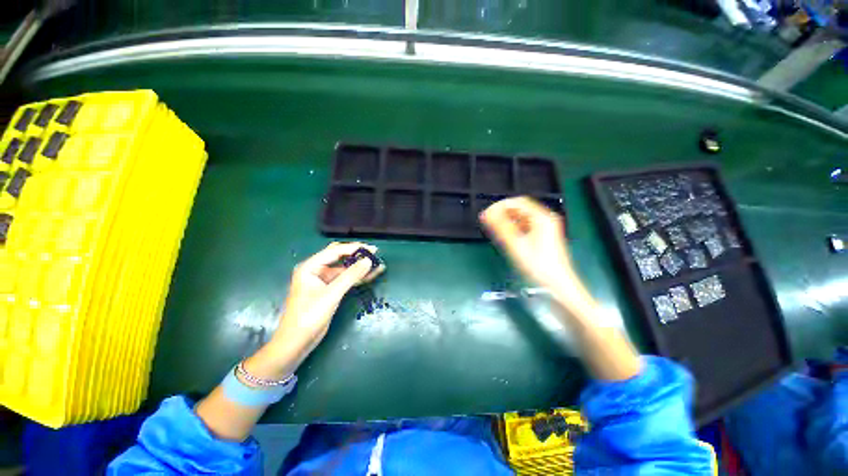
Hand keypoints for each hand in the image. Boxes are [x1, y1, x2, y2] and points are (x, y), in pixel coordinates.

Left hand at [271, 242, 384, 360]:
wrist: (296, 343)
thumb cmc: (308, 317)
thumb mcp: (331, 295)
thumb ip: (350, 276)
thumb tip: (368, 260)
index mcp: (310, 267)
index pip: (335, 251)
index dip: (355, 248)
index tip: (373, 249)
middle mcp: (316, 270)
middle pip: (340, 257)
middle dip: (357, 255)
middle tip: (375, 255)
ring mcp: (323, 281)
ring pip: (344, 269)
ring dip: (359, 267)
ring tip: (377, 265)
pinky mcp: (329, 291)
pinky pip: (345, 280)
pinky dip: (357, 278)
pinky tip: (370, 275)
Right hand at [479, 196, 582, 298]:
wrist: (558, 286)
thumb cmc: (538, 266)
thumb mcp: (516, 245)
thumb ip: (500, 228)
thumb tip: (486, 214)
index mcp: (542, 218)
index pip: (517, 202)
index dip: (500, 206)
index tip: (486, 214)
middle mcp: (545, 219)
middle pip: (520, 209)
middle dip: (503, 213)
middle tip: (488, 222)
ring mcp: (546, 228)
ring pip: (522, 218)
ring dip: (507, 220)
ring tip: (494, 229)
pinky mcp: (543, 237)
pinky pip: (525, 226)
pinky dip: (514, 228)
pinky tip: (505, 236)